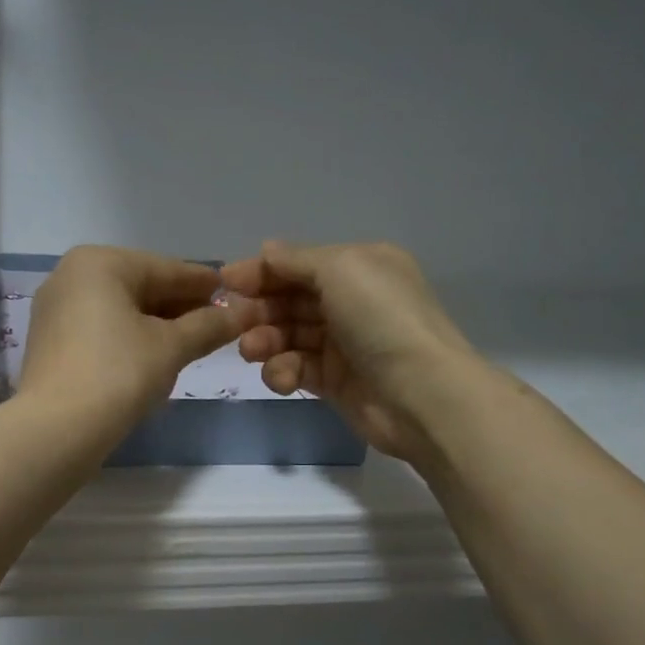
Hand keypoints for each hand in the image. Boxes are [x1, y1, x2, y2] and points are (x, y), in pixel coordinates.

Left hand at [17, 245, 255, 447]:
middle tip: (217, 324)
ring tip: (192, 342)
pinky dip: (129, 339)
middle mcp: (71, 276)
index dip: (204, 284)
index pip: (166, 269)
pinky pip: (100, 331)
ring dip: (157, 325)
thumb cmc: (118, 374)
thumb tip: (243, 313)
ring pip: (120, 311)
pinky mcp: (50, 344)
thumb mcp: (171, 347)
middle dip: (180, 307)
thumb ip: (208, 326)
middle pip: (141, 287)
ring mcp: (55, 311)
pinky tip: (153, 358)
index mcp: (100, 263)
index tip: (235, 294)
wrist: (56, 429)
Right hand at [219, 240, 477, 462]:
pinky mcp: (334, 381)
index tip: (224, 282)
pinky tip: (282, 378)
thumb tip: (266, 250)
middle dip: (258, 309)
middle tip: (231, 322)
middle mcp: (352, 301)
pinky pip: (296, 368)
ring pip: (288, 335)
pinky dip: (283, 371)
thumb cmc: (381, 319)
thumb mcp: (341, 269)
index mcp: (359, 267)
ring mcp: (343, 343)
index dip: (262, 271)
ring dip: (265, 341)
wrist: (420, 394)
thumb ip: (297, 260)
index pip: (299, 264)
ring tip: (252, 351)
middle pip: (290, 300)